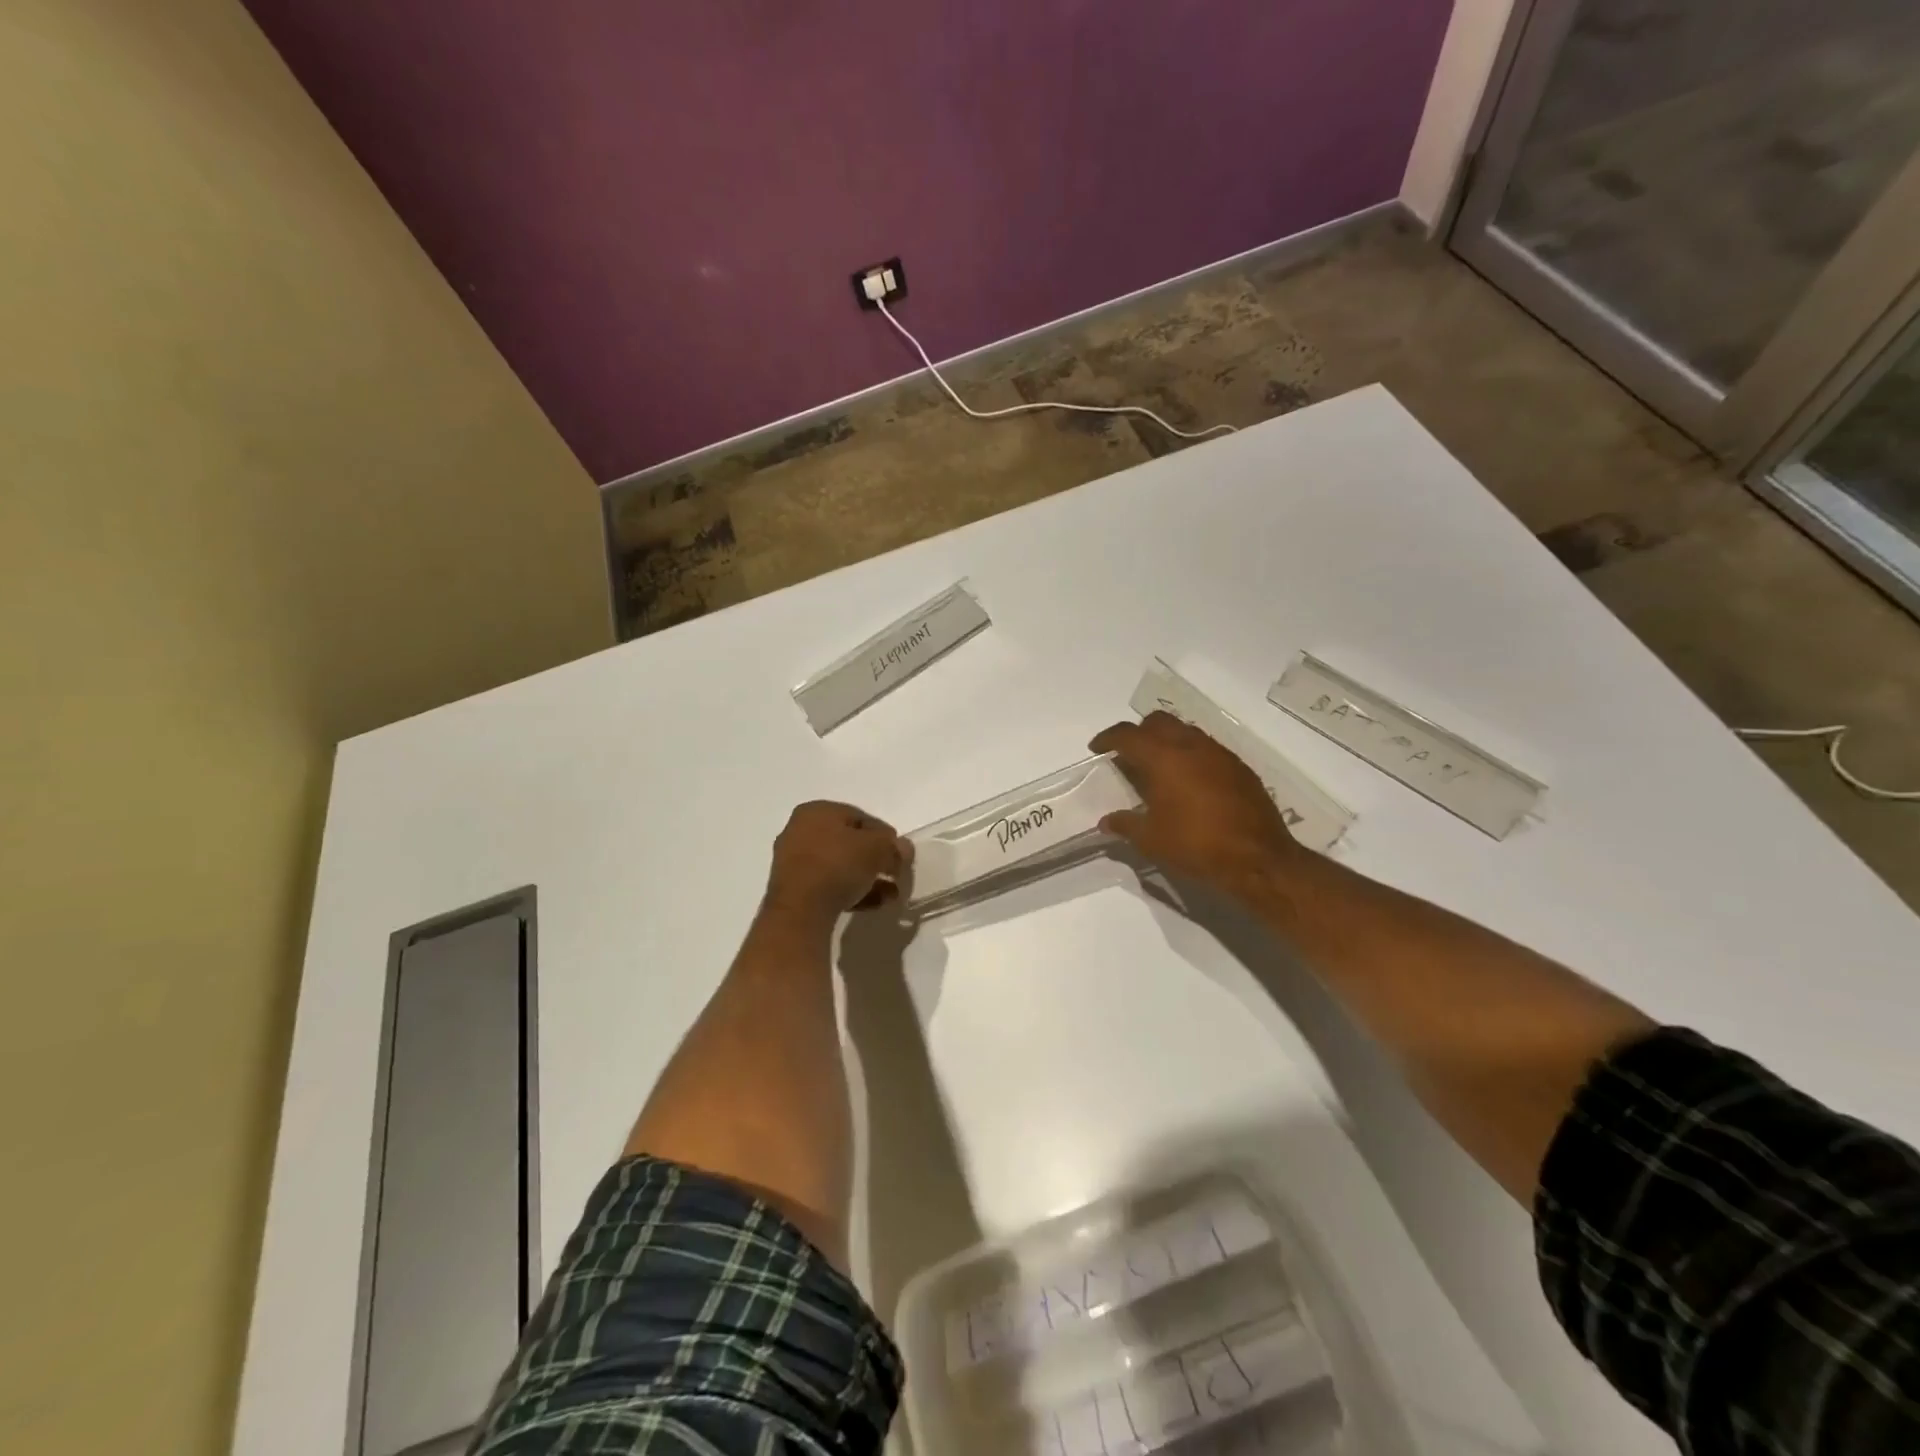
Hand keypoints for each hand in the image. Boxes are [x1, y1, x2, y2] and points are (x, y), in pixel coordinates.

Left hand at [764, 801, 911, 921]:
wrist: (800, 909)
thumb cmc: (838, 864)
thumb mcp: (877, 849)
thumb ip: (893, 846)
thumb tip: (903, 849)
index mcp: (817, 811)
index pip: (859, 817)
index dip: (884, 835)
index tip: (900, 853)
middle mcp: (800, 830)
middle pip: (848, 842)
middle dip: (876, 859)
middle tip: (896, 874)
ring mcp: (793, 861)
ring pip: (839, 866)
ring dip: (867, 879)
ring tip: (890, 895)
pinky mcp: (793, 890)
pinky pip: (828, 885)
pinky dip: (850, 892)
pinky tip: (873, 904)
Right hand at [1089, 712, 1305, 897]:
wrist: (1258, 859)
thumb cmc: (1196, 845)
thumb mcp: (1151, 840)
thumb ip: (1125, 824)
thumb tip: (1106, 821)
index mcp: (1164, 758)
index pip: (1128, 735)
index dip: (1108, 738)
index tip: (1097, 747)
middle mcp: (1191, 746)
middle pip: (1158, 721)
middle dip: (1139, 732)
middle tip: (1129, 754)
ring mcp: (1219, 754)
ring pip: (1186, 731)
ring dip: (1168, 741)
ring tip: (1159, 768)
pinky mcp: (1240, 768)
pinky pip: (1207, 749)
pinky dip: (1191, 755)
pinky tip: (1189, 782)